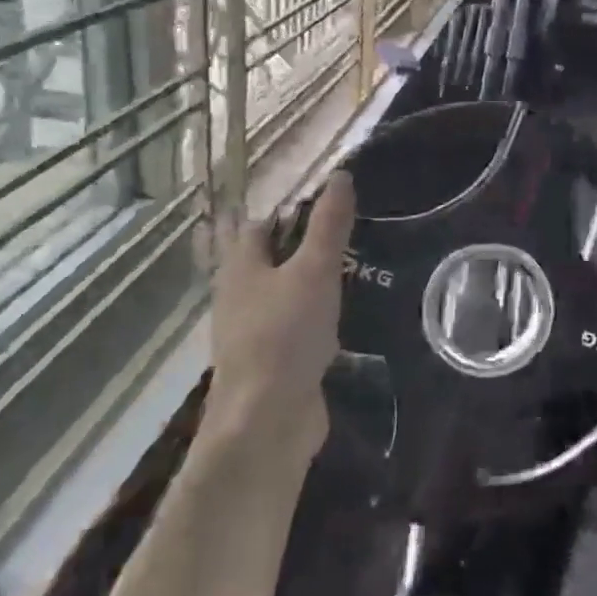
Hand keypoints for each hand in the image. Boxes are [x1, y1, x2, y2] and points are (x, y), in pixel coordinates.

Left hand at [203, 171, 354, 463]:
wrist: (266, 421)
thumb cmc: (286, 335)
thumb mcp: (314, 271)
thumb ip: (328, 225)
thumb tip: (340, 175)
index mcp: (241, 267)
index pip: (263, 225)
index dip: (294, 212)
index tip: (333, 209)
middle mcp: (240, 296)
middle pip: (271, 260)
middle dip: (305, 249)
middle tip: (352, 240)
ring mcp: (254, 333)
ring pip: (284, 296)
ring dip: (312, 286)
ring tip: (356, 274)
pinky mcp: (272, 363)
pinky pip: (295, 330)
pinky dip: (317, 320)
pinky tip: (345, 321)